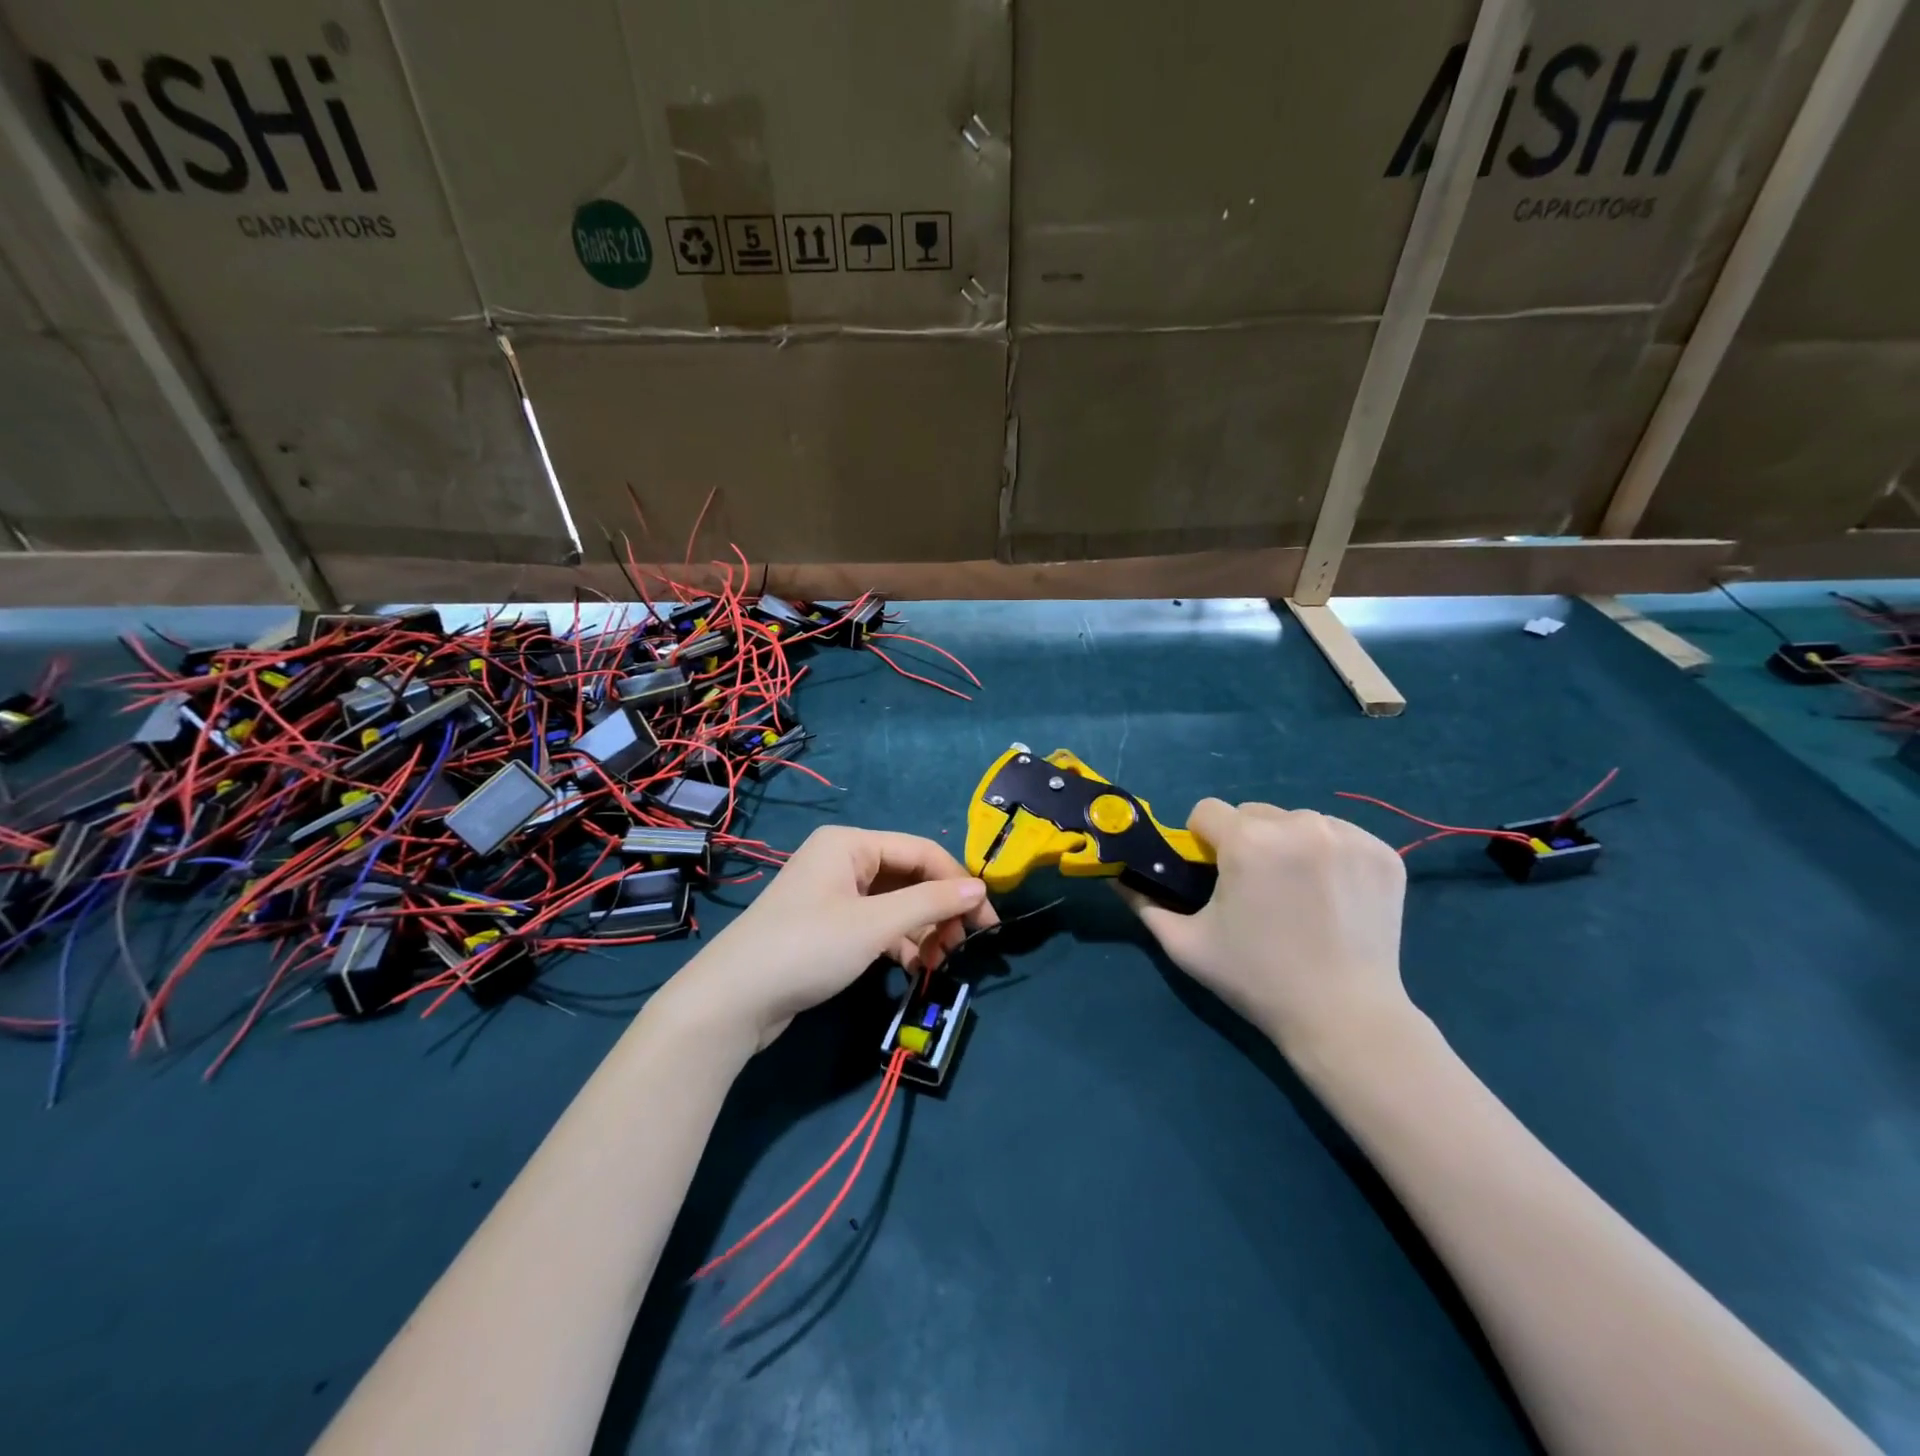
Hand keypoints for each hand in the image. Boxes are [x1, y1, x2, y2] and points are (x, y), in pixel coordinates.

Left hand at [671, 826, 996, 1049]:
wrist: (732, 1002)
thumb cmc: (807, 948)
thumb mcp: (874, 924)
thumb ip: (931, 903)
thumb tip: (980, 889)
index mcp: (850, 844)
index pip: (921, 852)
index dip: (958, 883)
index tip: (987, 920)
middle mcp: (843, 861)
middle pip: (909, 877)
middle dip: (939, 910)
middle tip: (963, 946)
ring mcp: (834, 895)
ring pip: (896, 904)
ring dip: (922, 930)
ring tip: (941, 962)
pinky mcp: (829, 928)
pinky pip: (877, 925)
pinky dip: (899, 944)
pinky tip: (916, 968)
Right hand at [1121, 799, 1411, 1057]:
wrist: (1345, 1018)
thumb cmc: (1257, 980)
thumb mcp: (1187, 945)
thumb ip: (1144, 903)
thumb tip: (1118, 876)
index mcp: (1248, 841)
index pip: (1206, 810)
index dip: (1201, 842)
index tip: (1214, 876)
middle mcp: (1300, 825)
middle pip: (1252, 813)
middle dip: (1245, 841)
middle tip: (1255, 890)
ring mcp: (1348, 836)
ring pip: (1296, 821)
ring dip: (1286, 844)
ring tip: (1296, 894)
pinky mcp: (1383, 853)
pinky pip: (1338, 835)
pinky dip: (1328, 854)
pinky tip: (1331, 895)